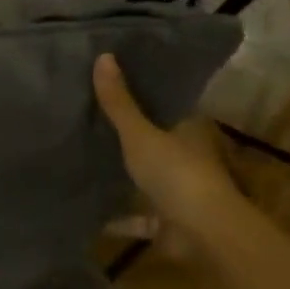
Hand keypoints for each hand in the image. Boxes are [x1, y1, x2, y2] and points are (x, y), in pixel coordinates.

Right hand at [93, 53, 242, 255]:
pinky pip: (137, 217)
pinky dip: (118, 218)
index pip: (168, 104)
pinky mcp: (167, 222)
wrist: (203, 233)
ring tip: (86, 162)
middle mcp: (188, 157)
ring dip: (125, 176)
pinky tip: (90, 212)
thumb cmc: (176, 174)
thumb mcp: (140, 134)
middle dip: (129, 135)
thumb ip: (119, 102)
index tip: (114, 82)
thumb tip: (103, 55)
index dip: (144, 93)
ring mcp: (179, 192)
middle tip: (89, 118)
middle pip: (156, 140)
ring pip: (147, 179)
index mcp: (190, 130)